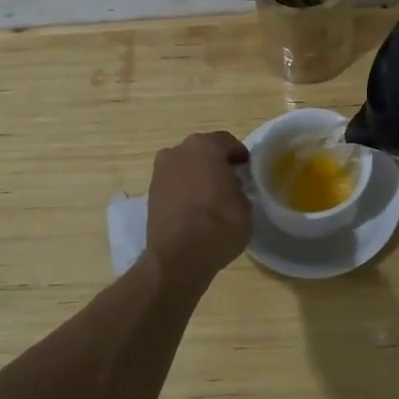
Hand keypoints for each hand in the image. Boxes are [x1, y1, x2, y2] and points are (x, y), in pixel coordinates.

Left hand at [145, 131, 252, 284]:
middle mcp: (178, 151)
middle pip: (203, 151)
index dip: (240, 155)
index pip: (227, 142)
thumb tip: (231, 188)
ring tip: (212, 198)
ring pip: (185, 167)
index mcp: (205, 146)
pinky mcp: (150, 194)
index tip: (247, 169)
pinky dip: (184, 191)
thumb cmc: (220, 224)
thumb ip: (239, 188)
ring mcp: (160, 172)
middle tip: (231, 181)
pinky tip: (195, 209)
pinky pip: (174, 184)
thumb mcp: (245, 205)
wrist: (179, 256)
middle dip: (216, 163)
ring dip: (197, 176)